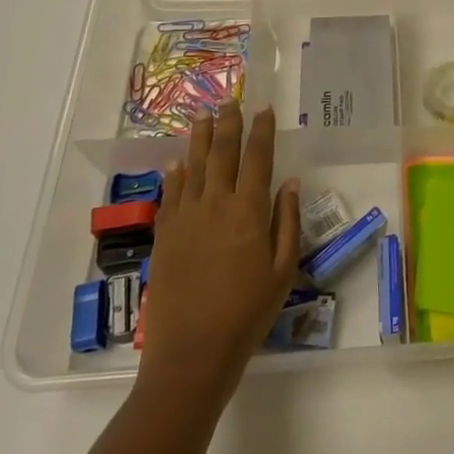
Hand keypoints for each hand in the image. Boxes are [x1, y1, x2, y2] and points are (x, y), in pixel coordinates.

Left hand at [136, 101, 301, 394]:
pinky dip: (175, 174)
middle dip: (228, 124)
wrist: (192, 353)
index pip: (257, 158)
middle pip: (222, 153)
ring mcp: (185, 218)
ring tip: (202, 116)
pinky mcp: (165, 235)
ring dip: (198, 139)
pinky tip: (177, 162)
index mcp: (248, 211)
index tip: (264, 110)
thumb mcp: (283, 270)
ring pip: (193, 167)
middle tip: (230, 101)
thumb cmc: (247, 313)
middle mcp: (215, 204)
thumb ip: (287, 222)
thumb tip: (289, 182)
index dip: (261, 131)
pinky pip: (170, 194)